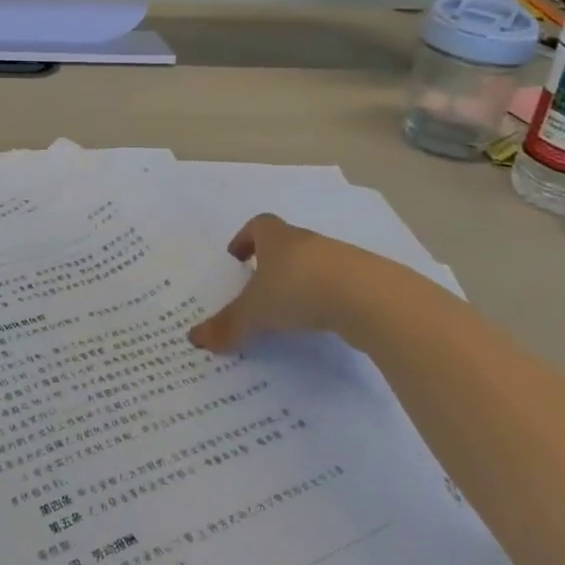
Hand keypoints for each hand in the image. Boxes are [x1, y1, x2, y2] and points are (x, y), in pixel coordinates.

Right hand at [188, 215, 402, 352]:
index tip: (237, 259)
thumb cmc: (299, 289)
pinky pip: (336, 286)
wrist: (370, 298)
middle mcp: (306, 241)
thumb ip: (228, 325)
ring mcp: (339, 259)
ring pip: (312, 265)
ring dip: (300, 282)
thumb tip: (194, 339)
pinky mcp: (364, 281)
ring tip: (289, 312)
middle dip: (270, 264)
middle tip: (258, 290)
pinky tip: (321, 324)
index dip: (245, 239)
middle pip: (284, 245)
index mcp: (276, 236)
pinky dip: (325, 300)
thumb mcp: (256, 311)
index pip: (257, 226)